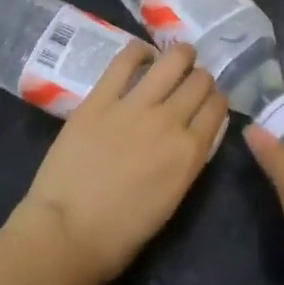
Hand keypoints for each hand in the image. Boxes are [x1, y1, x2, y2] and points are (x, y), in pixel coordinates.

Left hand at [9, 42, 227, 284]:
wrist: (66, 232)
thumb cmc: (120, 233)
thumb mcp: (171, 199)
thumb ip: (186, 161)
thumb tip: (190, 136)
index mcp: (190, 153)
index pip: (217, 108)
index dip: (216, 100)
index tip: (209, 101)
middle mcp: (170, 121)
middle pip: (199, 81)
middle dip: (200, 78)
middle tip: (191, 82)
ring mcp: (134, 105)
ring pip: (172, 61)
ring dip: (180, 55)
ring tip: (177, 57)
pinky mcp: (100, 97)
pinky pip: (125, 60)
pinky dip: (139, 51)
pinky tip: (142, 55)